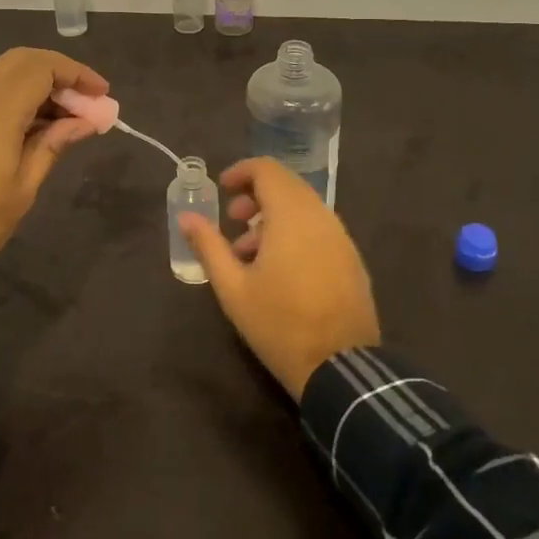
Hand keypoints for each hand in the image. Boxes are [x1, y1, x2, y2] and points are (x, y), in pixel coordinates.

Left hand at [0, 48, 107, 316]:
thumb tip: (86, 121)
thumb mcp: (26, 183)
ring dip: (40, 82)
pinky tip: (39, 124)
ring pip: (6, 73)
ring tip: (69, 114)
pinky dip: (20, 95)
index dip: (76, 74)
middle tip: (86, 98)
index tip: (102, 94)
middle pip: (23, 60)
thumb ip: (55, 142)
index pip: (42, 67)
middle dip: (59, 71)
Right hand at [178, 158, 380, 398]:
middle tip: (233, 220)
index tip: (222, 190)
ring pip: (304, 207)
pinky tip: (281, 269)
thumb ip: (208, 246)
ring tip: (251, 253)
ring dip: (275, 216)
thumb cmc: (279, 324)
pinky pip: (320, 228)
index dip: (241, 171)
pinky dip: (296, 232)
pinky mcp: (352, 258)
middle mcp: (321, 216)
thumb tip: (186, 217)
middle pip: (287, 185)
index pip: (267, 169)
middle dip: (256, 195)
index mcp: (291, 215)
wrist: (340, 369)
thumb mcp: (232, 288)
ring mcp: (341, 237)